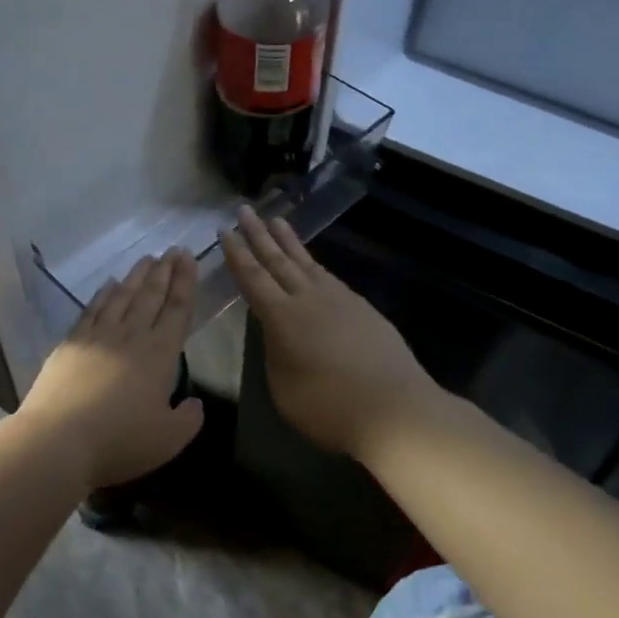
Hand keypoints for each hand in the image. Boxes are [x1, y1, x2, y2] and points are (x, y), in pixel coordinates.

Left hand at [19, 249, 204, 489]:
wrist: (58, 441)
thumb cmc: (119, 441)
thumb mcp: (169, 439)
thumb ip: (188, 419)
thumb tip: (194, 402)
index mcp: (160, 355)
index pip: (177, 310)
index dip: (185, 283)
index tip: (189, 258)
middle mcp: (131, 336)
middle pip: (151, 296)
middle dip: (165, 271)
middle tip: (173, 249)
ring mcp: (98, 336)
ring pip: (122, 297)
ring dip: (137, 276)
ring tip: (147, 259)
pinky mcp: (72, 343)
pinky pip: (92, 310)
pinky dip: (103, 294)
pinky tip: (109, 284)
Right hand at [220, 206, 440, 458]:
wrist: (394, 407)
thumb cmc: (329, 406)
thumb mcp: (283, 387)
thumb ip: (275, 354)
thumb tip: (278, 334)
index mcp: (282, 317)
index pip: (252, 278)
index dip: (237, 254)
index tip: (224, 231)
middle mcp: (308, 298)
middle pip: (277, 260)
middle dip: (258, 234)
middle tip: (244, 210)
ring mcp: (338, 299)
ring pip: (306, 262)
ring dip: (288, 241)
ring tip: (277, 220)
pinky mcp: (361, 306)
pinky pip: (327, 275)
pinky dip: (313, 263)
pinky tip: (312, 264)